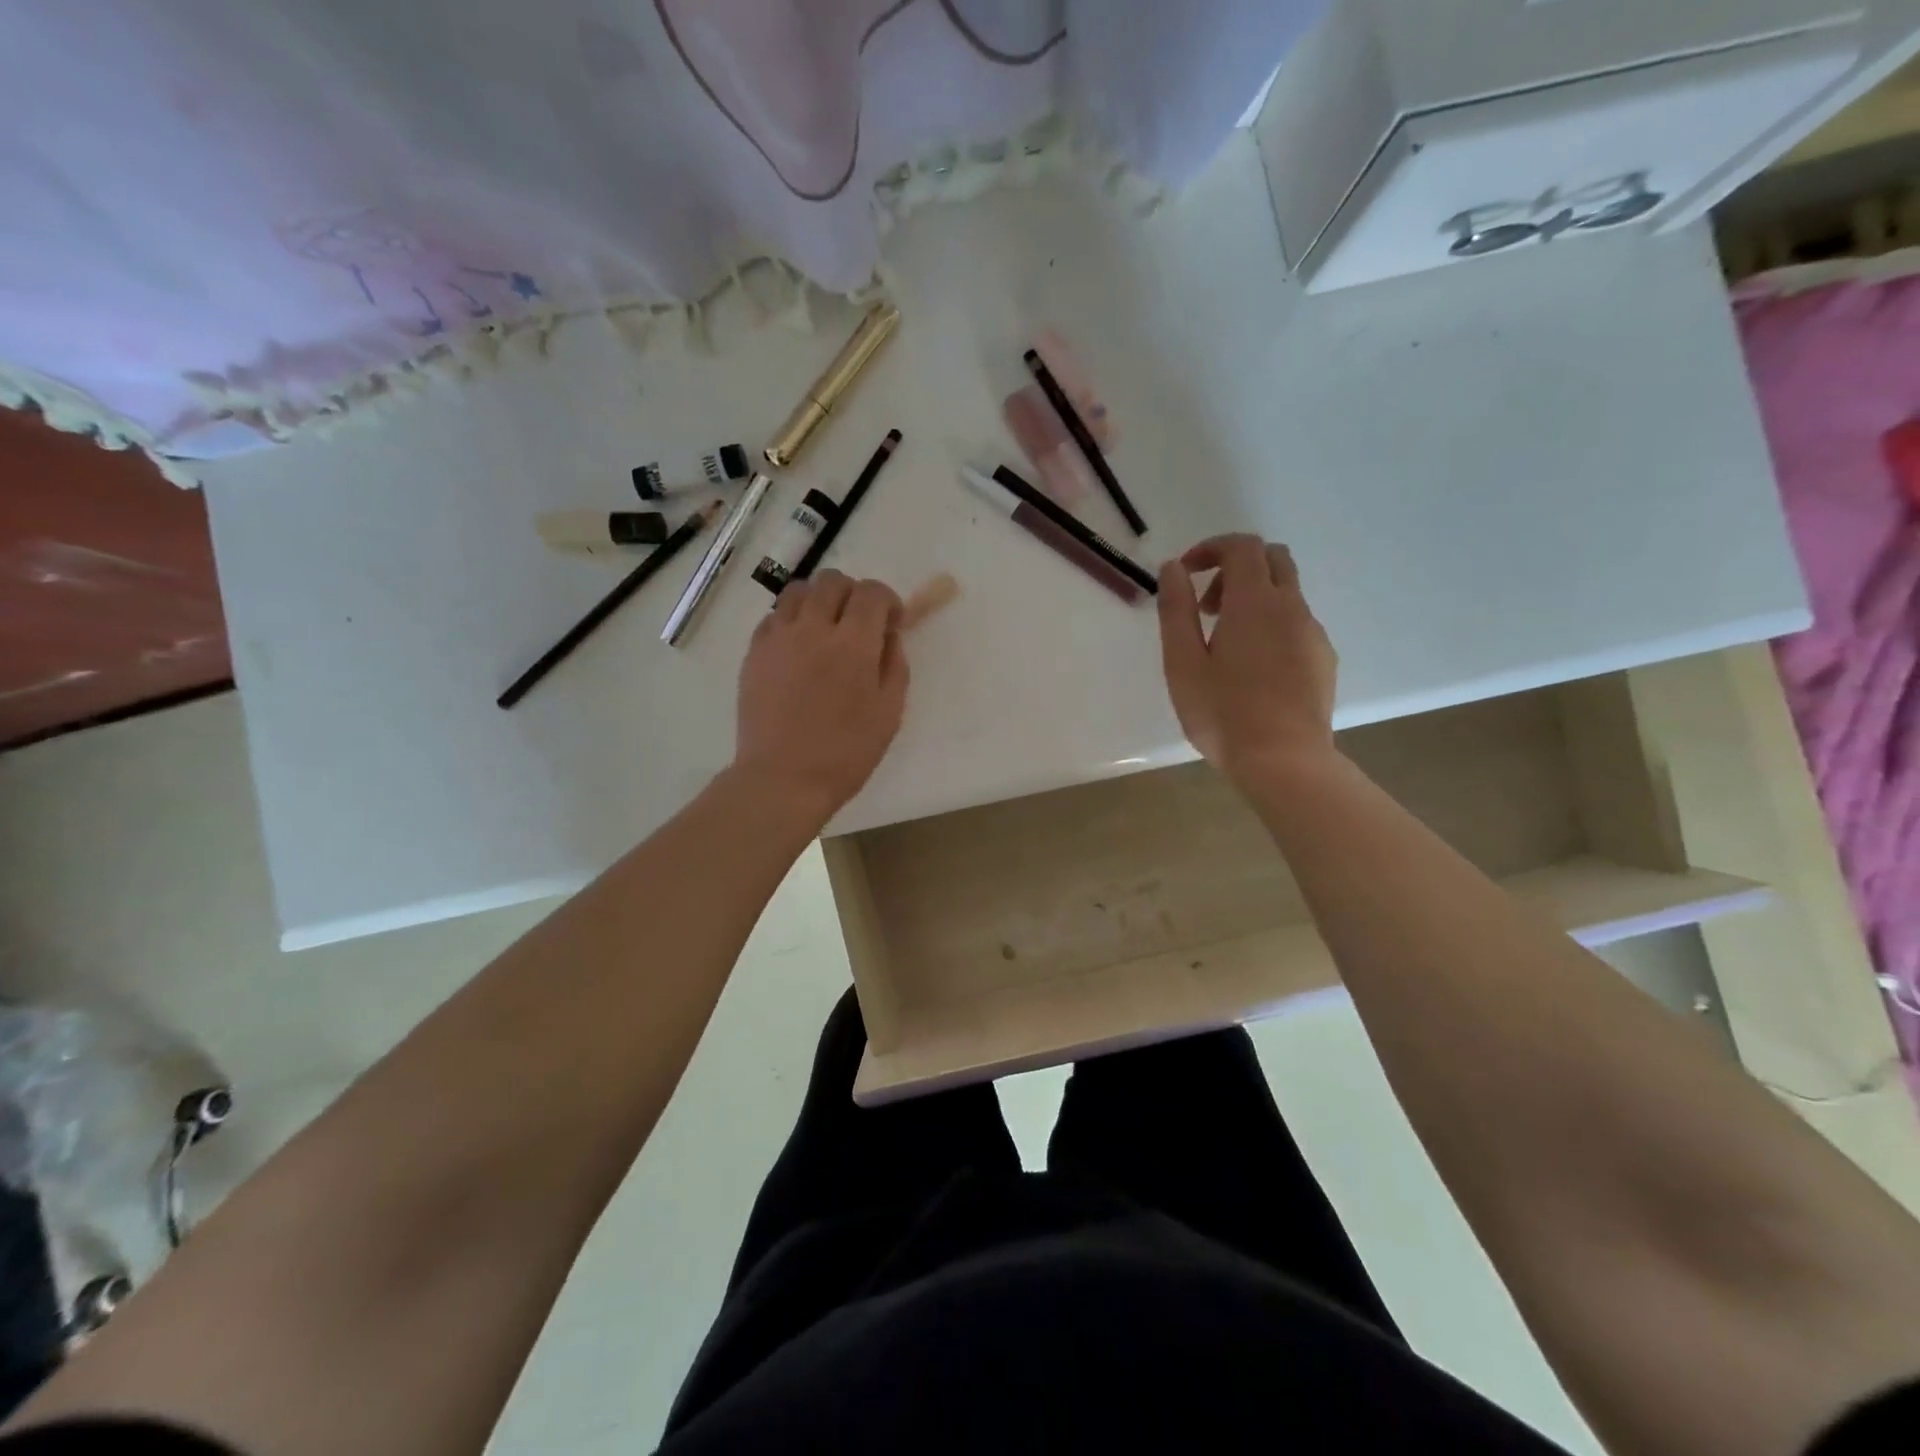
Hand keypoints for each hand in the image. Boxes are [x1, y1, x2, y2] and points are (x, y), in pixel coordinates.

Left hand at [734, 569, 908, 822]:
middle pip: (833, 581)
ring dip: (819, 600)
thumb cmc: (845, 752)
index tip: (890, 624)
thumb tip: (888, 636)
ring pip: (798, 591)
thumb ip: (894, 665)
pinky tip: (798, 649)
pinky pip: (774, 617)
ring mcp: (778, 637)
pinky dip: (791, 621)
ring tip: (825, 629)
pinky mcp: (754, 652)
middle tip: (858, 624)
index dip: (887, 601)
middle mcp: (814, 628)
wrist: (783, 778)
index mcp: (853, 643)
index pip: (872, 592)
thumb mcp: (889, 712)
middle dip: (853, 594)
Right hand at [1157, 534, 1337, 788]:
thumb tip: (1173, 569)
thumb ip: (1176, 610)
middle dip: (1235, 568)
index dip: (1211, 548)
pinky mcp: (1324, 659)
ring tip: (1224, 646)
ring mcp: (1313, 633)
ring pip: (1286, 593)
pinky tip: (1253, 669)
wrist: (1284, 762)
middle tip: (1206, 607)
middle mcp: (1291, 607)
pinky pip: (1297, 624)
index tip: (1185, 572)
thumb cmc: (1223, 713)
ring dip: (1253, 599)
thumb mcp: (1182, 663)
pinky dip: (1271, 625)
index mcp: (1254, 602)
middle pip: (1272, 559)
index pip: (1242, 546)